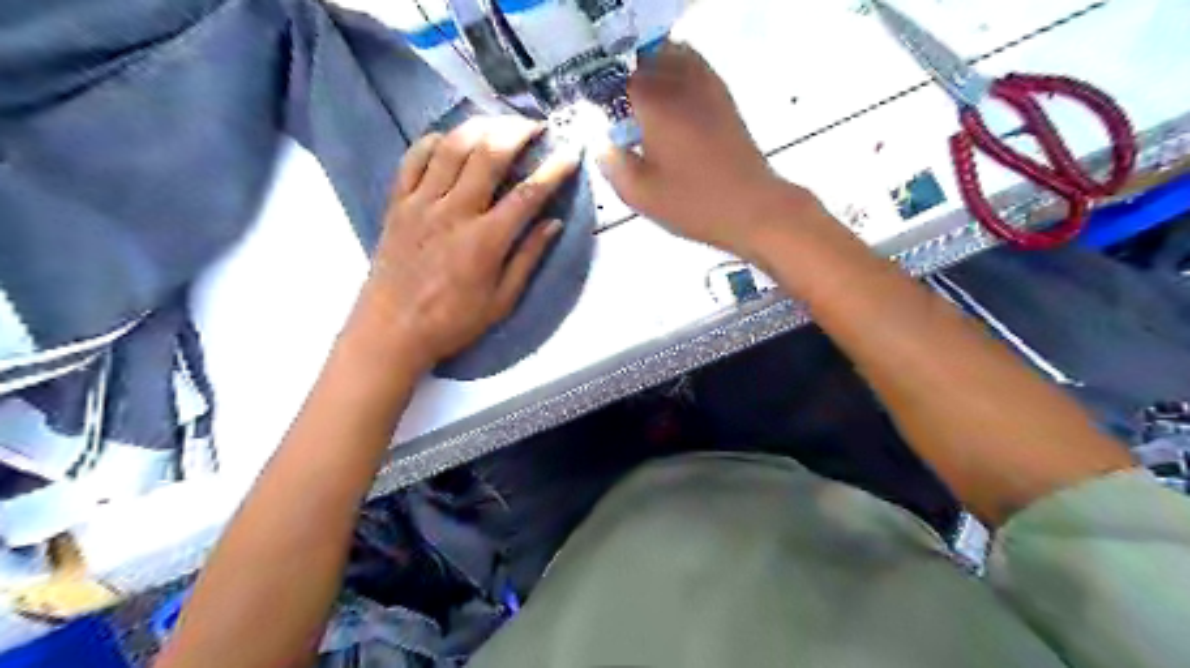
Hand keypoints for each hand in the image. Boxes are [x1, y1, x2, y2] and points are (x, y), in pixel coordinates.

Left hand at [349, 117, 580, 373]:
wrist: (392, 330)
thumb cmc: (453, 321)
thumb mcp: (502, 300)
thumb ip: (528, 258)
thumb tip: (554, 224)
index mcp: (486, 240)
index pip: (528, 193)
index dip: (554, 169)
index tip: (571, 151)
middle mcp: (455, 212)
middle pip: (489, 154)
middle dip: (517, 131)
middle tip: (535, 126)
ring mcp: (422, 203)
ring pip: (452, 147)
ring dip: (480, 126)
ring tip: (499, 123)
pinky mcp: (398, 203)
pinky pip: (413, 158)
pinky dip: (433, 141)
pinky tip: (449, 139)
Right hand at [600, 43, 823, 260]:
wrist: (751, 207)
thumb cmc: (693, 203)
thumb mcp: (640, 195)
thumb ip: (613, 166)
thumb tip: (603, 146)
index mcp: (655, 103)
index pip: (619, 78)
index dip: (606, 94)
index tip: (601, 115)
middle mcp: (680, 83)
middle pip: (647, 57)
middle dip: (629, 76)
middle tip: (621, 108)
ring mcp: (707, 87)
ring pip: (675, 55)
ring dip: (656, 68)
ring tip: (645, 99)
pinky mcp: (724, 99)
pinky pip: (698, 67)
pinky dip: (681, 72)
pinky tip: (674, 100)